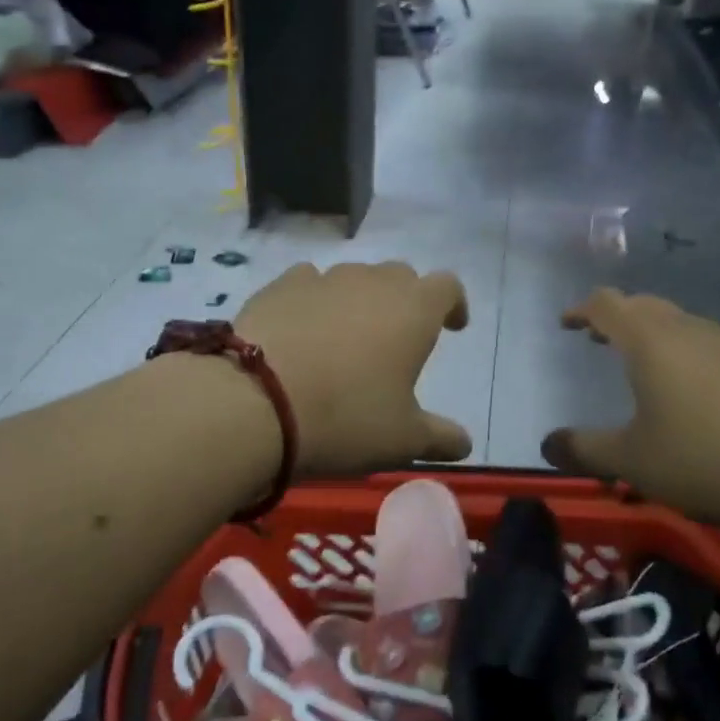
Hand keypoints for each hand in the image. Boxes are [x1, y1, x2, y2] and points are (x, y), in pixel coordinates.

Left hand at [235, 262, 473, 476]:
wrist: (254, 401)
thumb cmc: (345, 418)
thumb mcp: (402, 440)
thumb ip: (440, 438)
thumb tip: (464, 444)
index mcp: (413, 310)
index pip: (447, 287)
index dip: (453, 305)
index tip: (451, 327)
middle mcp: (372, 282)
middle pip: (400, 276)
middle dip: (406, 300)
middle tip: (397, 338)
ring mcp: (323, 279)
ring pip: (353, 277)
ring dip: (359, 300)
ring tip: (346, 337)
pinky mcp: (280, 286)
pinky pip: (308, 282)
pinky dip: (314, 300)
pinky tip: (303, 329)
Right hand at [542, 288, 719, 537]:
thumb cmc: (705, 459)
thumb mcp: (633, 462)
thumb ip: (585, 450)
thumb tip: (548, 444)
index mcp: (650, 341)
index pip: (607, 304)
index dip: (581, 309)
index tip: (565, 324)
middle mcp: (687, 330)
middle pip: (643, 305)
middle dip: (615, 317)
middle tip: (596, 338)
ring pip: (677, 322)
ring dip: (649, 333)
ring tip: (637, 363)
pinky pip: (704, 344)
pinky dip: (679, 351)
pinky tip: (687, 391)